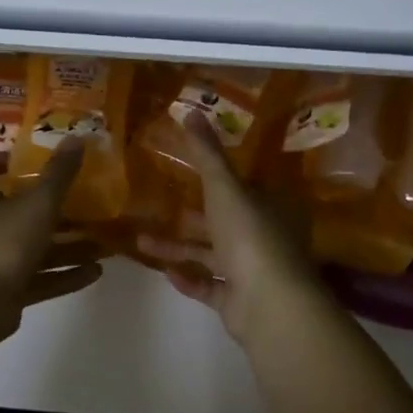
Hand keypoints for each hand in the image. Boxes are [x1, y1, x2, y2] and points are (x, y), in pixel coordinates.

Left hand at [0, 137, 102, 341]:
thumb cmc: (1, 241)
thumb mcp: (38, 203)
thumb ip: (59, 174)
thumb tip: (77, 137)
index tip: (26, 160)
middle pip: (11, 207)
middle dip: (48, 206)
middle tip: (81, 200)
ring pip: (30, 245)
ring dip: (64, 244)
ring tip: (102, 241)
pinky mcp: (2, 288)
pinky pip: (36, 276)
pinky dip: (62, 274)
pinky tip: (96, 272)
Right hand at [137, 113, 325, 346]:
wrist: (268, 302)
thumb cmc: (249, 234)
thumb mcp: (225, 186)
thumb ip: (206, 153)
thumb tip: (190, 110)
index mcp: (270, 206)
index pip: (245, 187)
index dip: (219, 180)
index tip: (188, 173)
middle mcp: (266, 237)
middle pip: (224, 222)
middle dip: (190, 217)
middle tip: (158, 207)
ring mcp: (255, 272)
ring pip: (212, 255)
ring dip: (179, 248)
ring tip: (142, 240)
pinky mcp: (240, 301)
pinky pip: (211, 286)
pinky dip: (189, 279)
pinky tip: (165, 273)